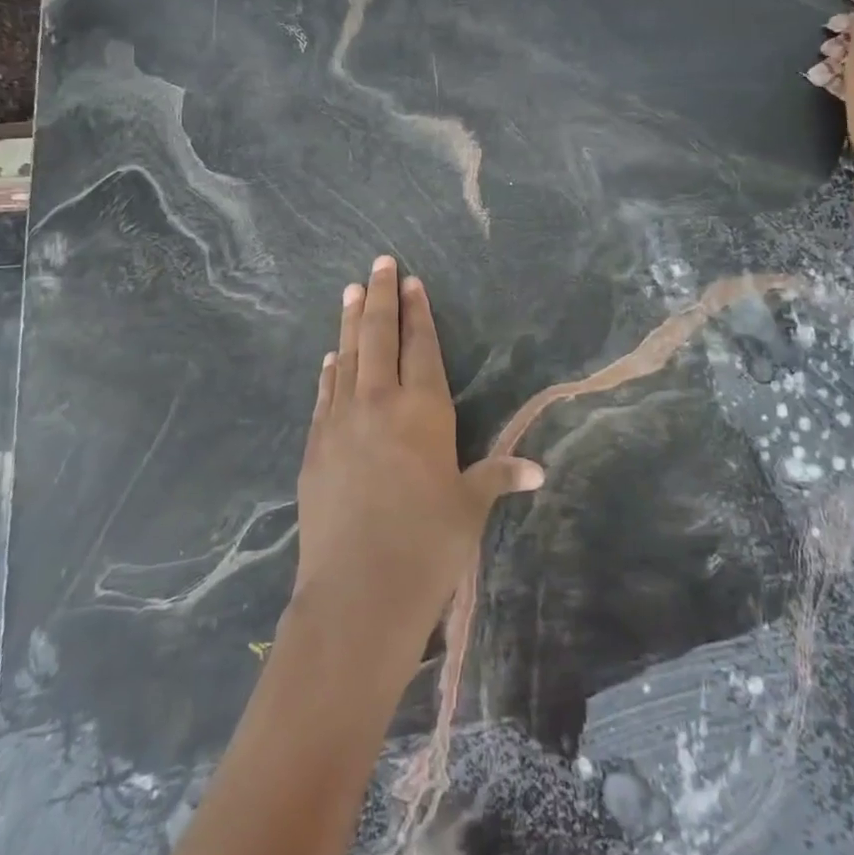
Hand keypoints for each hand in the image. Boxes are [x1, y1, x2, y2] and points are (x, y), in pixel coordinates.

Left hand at [292, 257, 542, 647]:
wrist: (357, 591)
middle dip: (381, 297)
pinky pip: (325, 394)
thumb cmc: (427, 545)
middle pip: (379, 337)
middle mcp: (380, 404)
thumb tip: (538, 470)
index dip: (419, 312)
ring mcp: (341, 422)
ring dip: (350, 322)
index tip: (412, 282)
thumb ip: (498, 476)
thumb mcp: (469, 507)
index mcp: (424, 411)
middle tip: (378, 263)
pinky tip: (331, 358)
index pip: (422, 347)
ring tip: (350, 292)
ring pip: (348, 357)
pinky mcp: (316, 446)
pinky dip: (330, 370)